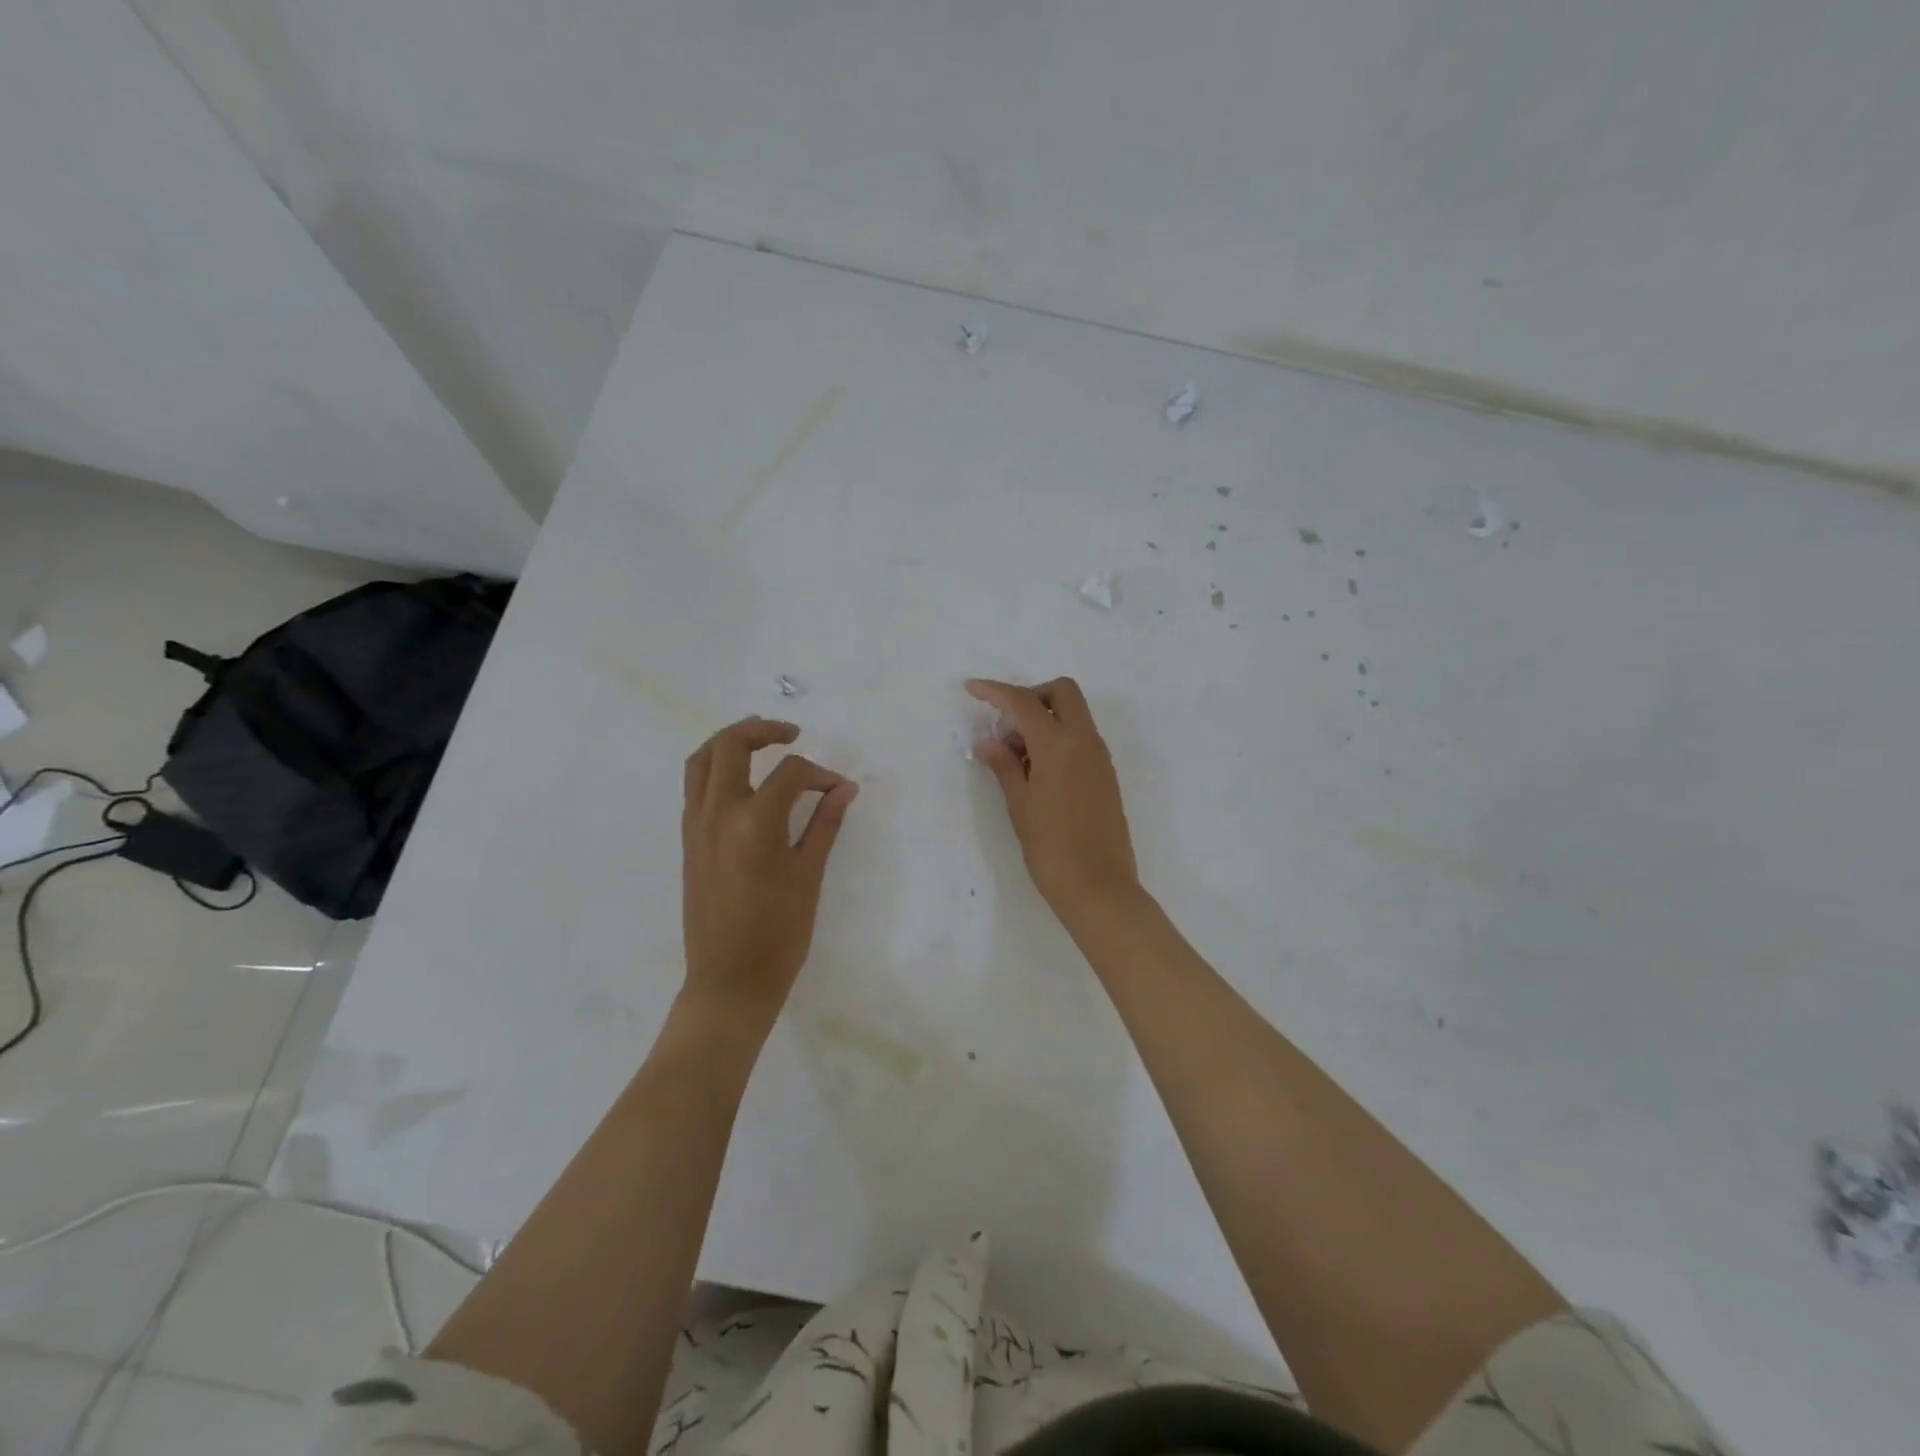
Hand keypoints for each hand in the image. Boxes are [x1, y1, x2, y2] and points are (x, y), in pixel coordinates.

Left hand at [681, 717, 857, 1028]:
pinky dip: (716, 770)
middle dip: (762, 730)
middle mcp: (717, 814)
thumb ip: (825, 823)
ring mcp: (695, 826)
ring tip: (760, 743)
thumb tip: (844, 787)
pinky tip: (743, 783)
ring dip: (729, 742)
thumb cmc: (779, 933)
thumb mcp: (809, 875)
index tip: (838, 789)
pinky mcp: (687, 841)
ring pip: (701, 761)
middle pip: (730, 746)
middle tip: (790, 733)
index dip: (820, 774)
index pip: (790, 773)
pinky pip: (695, 787)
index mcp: (754, 822)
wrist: (729, 981)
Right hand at [965, 677, 1138, 919]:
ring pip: (1073, 715)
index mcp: (1060, 745)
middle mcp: (1085, 742)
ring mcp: (1099, 758)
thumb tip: (986, 741)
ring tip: (1014, 757)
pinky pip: (1080, 739)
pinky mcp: (1105, 775)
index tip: (971, 688)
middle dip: (1031, 697)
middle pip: (1062, 693)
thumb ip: (1003, 765)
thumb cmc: (1051, 847)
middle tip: (1005, 725)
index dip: (995, 691)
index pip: (1024, 703)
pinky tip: (1035, 771)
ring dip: (1044, 719)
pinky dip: (1057, 739)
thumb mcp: (1019, 804)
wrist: (1098, 886)